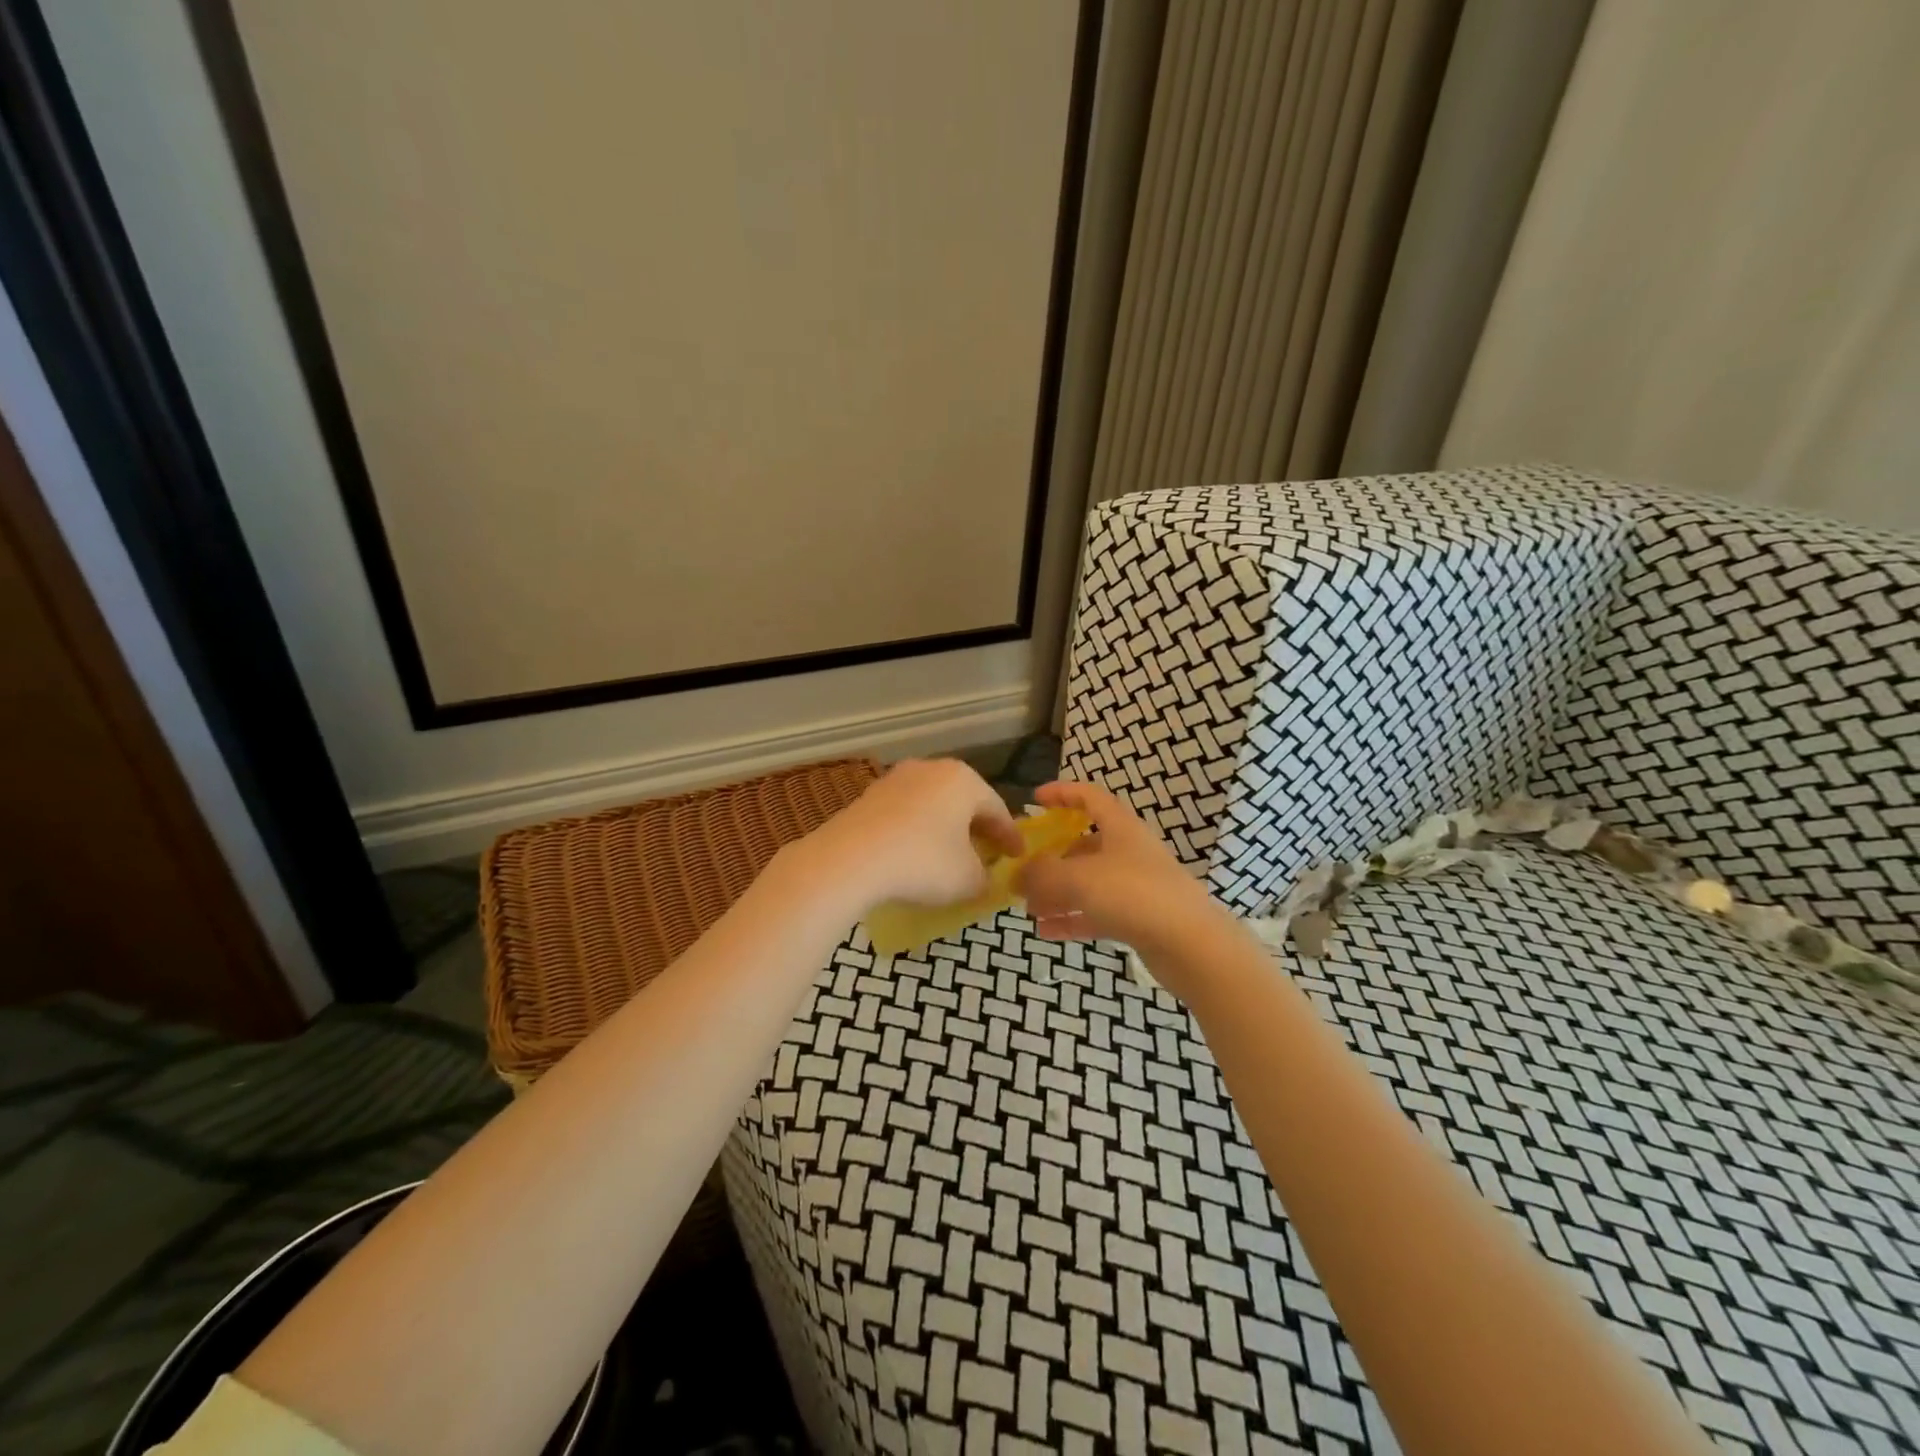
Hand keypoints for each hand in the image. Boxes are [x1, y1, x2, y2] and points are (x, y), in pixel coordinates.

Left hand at [788, 759, 1019, 914]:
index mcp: (963, 780)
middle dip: (977, 828)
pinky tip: (914, 855)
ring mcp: (895, 779)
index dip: (1010, 837)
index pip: (997, 809)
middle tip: (988, 853)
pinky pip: (905, 814)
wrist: (848, 859)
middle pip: (964, 801)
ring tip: (950, 855)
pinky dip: (917, 832)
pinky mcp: (869, 796)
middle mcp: (931, 769)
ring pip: (932, 805)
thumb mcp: (967, 879)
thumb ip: (984, 878)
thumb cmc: (922, 862)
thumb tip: (983, 878)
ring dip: (945, 829)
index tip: (1018, 857)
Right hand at [1020, 780, 1223, 959]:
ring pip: (1088, 882)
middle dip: (1052, 857)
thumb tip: (1017, 875)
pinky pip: (1097, 912)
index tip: (1035, 800)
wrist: (1191, 945)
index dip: (1063, 793)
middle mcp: (1129, 852)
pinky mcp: (1139, 919)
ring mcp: (1136, 887)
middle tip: (1023, 870)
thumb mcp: (1078, 878)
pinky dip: (1072, 918)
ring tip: (1028, 907)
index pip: (1090, 797)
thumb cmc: (1134, 895)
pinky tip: (1046, 931)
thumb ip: (1042, 874)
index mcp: (1121, 828)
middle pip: (1085, 844)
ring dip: (1057, 892)